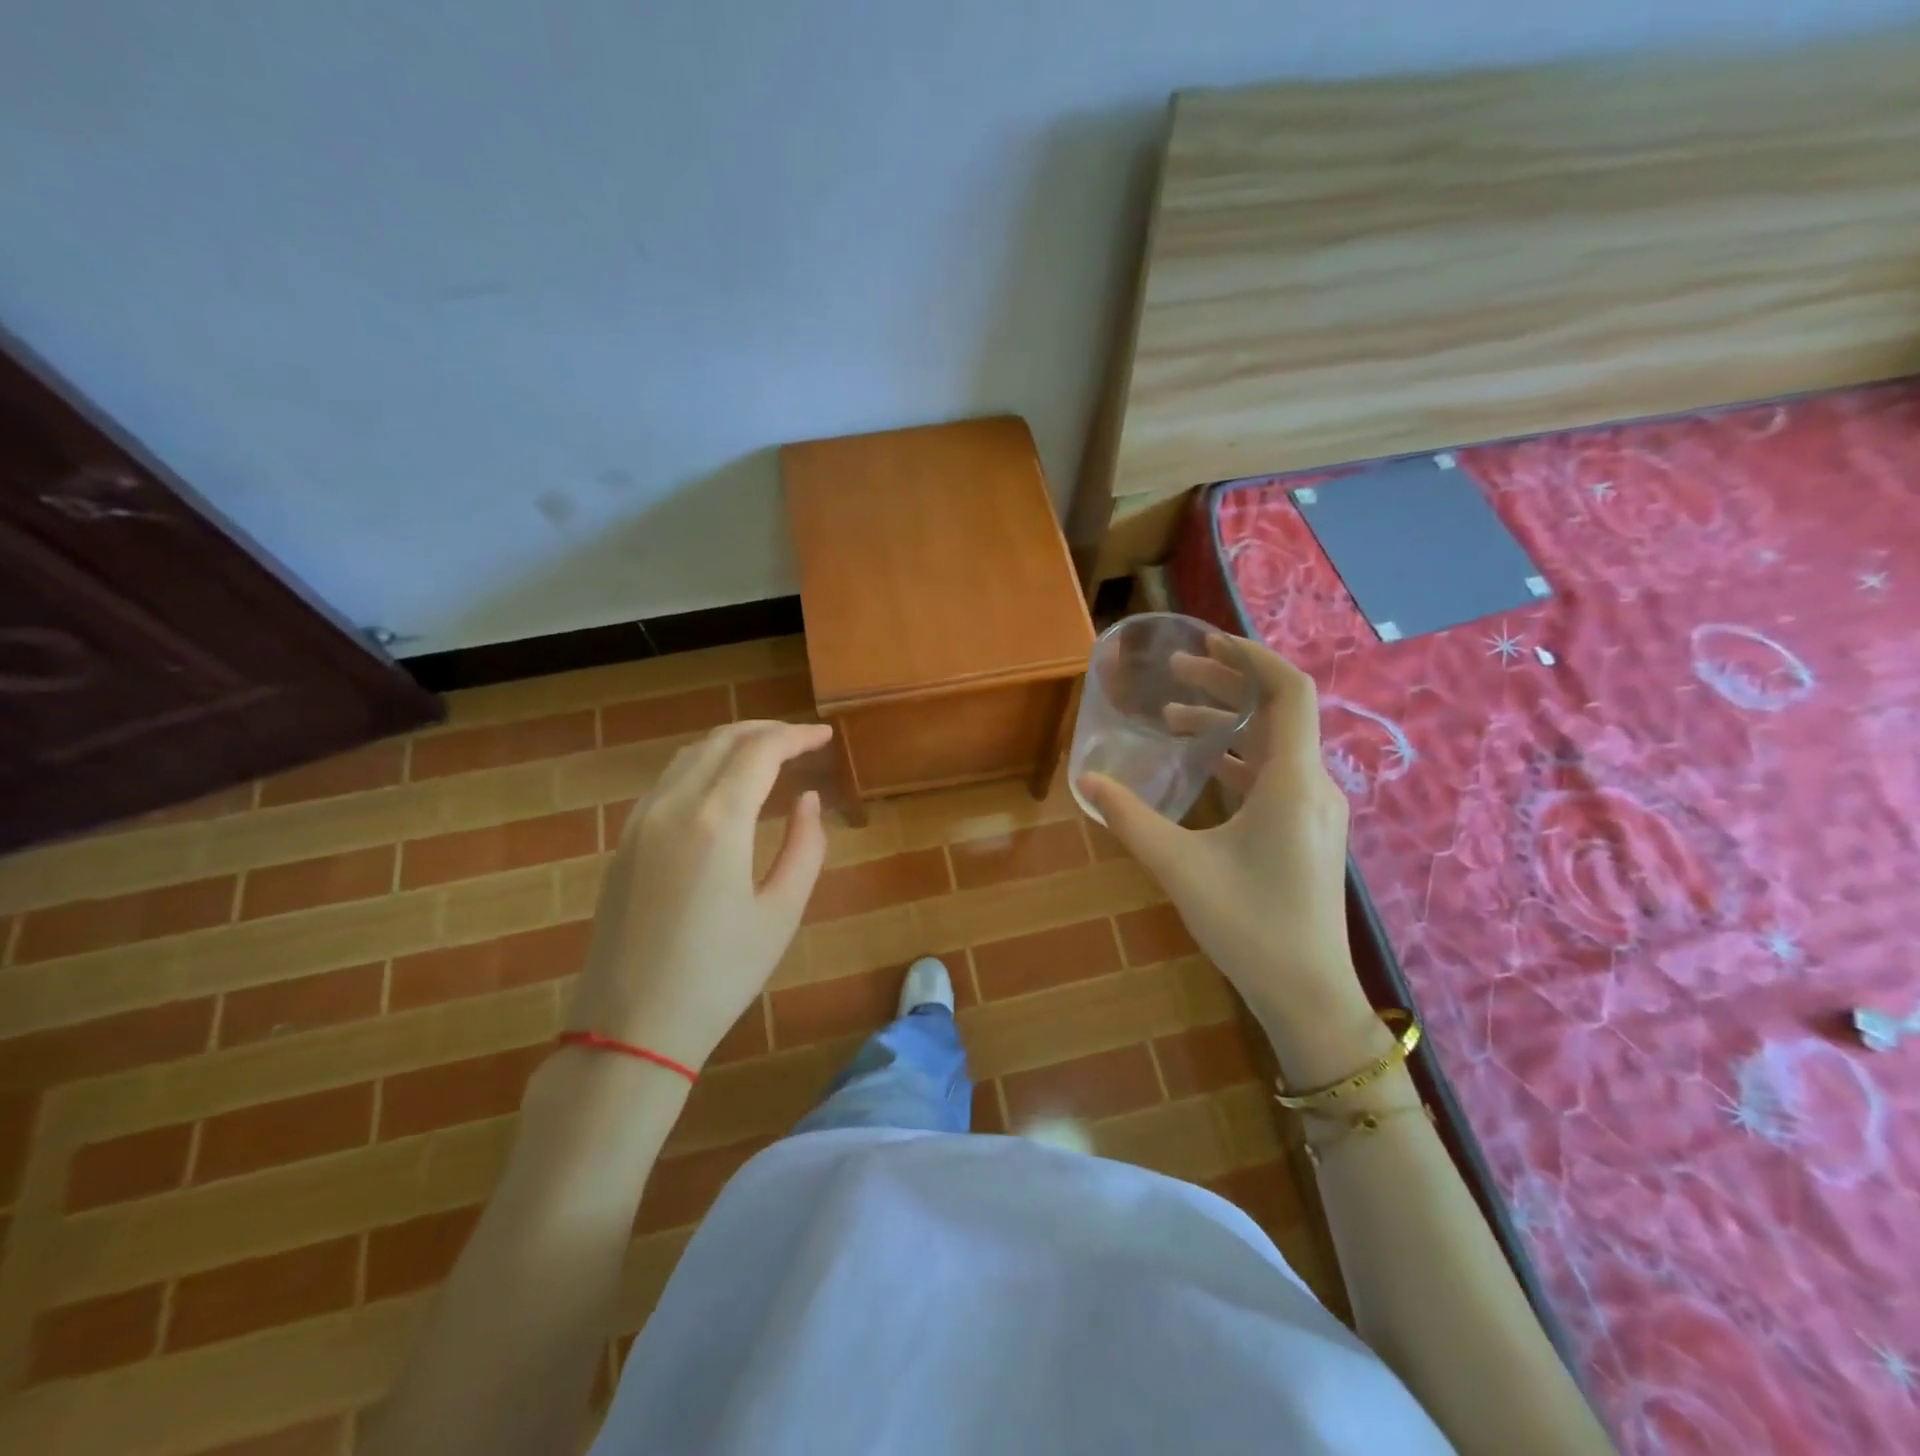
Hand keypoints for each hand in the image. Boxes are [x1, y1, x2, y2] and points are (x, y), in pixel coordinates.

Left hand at [565, 720, 831, 1070]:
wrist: (631, 1028)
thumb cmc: (719, 975)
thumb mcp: (781, 913)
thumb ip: (805, 846)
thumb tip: (807, 800)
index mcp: (717, 821)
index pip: (760, 751)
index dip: (796, 736)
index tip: (825, 736)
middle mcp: (673, 806)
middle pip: (721, 741)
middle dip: (765, 732)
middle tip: (801, 741)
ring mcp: (640, 822)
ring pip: (689, 755)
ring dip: (732, 744)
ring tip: (767, 755)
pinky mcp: (624, 842)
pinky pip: (667, 781)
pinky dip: (702, 765)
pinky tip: (722, 786)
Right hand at [1079, 636, 1375, 1078]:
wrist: (1307, 992)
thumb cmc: (1248, 925)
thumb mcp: (1179, 867)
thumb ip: (1130, 818)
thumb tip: (1086, 781)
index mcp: (1293, 781)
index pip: (1290, 691)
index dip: (1252, 656)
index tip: (1207, 641)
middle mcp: (1314, 784)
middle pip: (1280, 710)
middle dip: (1229, 682)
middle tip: (1176, 671)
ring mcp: (1315, 809)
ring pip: (1276, 743)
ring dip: (1229, 722)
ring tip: (1175, 714)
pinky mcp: (1308, 830)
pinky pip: (1275, 773)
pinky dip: (1238, 756)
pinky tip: (1200, 764)